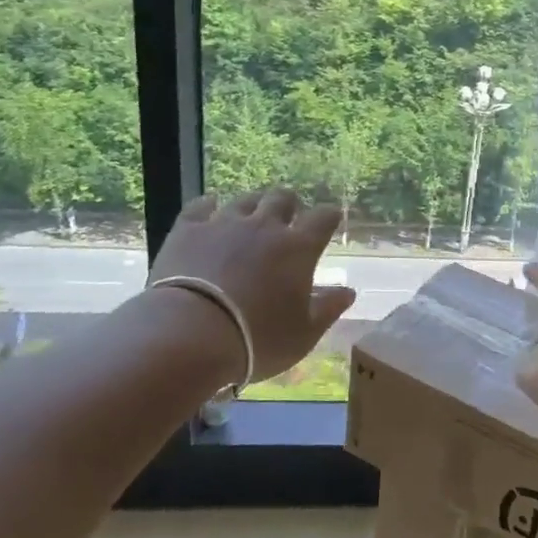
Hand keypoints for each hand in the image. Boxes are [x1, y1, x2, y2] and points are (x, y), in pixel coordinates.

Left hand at [147, 189, 356, 380]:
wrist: (189, 335)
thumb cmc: (257, 340)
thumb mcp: (303, 334)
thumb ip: (328, 309)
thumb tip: (349, 292)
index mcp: (299, 248)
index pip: (323, 218)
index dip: (329, 216)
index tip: (331, 219)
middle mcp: (265, 226)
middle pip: (282, 198)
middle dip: (289, 204)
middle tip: (288, 217)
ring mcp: (224, 223)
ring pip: (245, 199)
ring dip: (253, 204)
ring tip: (251, 215)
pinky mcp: (188, 229)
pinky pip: (201, 205)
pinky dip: (209, 205)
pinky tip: (210, 208)